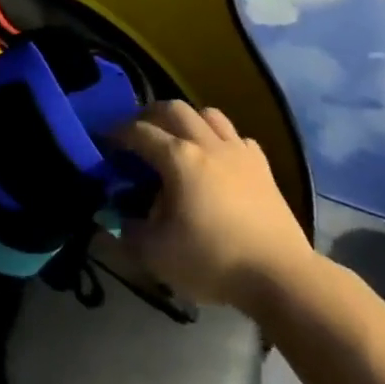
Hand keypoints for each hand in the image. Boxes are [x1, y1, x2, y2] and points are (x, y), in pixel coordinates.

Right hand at [113, 101, 315, 312]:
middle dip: (150, 115)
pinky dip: (222, 140)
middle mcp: (206, 143)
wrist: (279, 275)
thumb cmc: (213, 261)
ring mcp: (238, 151)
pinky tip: (218, 159)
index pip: (139, 132)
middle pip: (173, 108)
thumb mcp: (157, 255)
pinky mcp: (262, 166)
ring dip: (188, 120)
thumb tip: (112, 219)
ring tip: (178, 138)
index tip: (104, 141)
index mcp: (177, 158)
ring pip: (208, 114)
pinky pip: (237, 137)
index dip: (117, 133)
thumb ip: (127, 233)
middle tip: (138, 133)